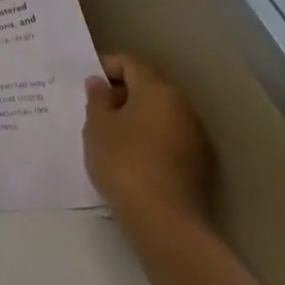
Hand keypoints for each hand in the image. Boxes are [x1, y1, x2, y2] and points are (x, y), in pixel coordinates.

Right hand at [84, 54, 214, 237]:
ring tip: (109, 132)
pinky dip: (148, 136)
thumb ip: (97, 99)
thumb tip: (100, 83)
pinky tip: (130, 154)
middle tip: (93, 107)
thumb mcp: (97, 126)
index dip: (106, 66)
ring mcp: (195, 136)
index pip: (131, 64)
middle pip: (148, 87)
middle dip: (121, 92)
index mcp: (157, 91)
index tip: (86, 82)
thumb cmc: (123, 163)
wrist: (164, 221)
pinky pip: (168, 136)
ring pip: (159, 113)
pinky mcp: (198, 162)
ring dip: (135, 115)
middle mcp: (182, 107)